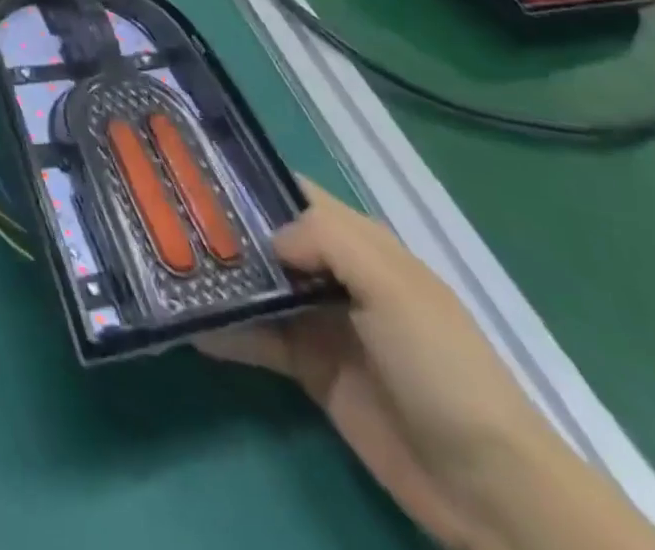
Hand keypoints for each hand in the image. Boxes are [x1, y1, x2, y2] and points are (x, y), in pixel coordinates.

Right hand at [198, 183, 561, 546]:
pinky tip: (191, 325)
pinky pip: (261, 340)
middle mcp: (336, 275)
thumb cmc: (442, 366)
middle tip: (166, 216)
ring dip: (223, 278)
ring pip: (261, 287)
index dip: (253, 180)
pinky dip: (229, 332)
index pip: (298, 195)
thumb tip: (270, 239)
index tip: (199, 169)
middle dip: (226, 228)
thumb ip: (329, 243)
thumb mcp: (394, 289)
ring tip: (167, 264)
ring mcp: (322, 323)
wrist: (487, 486)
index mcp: (361, 244)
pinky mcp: (311, 370)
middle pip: (271, 239)